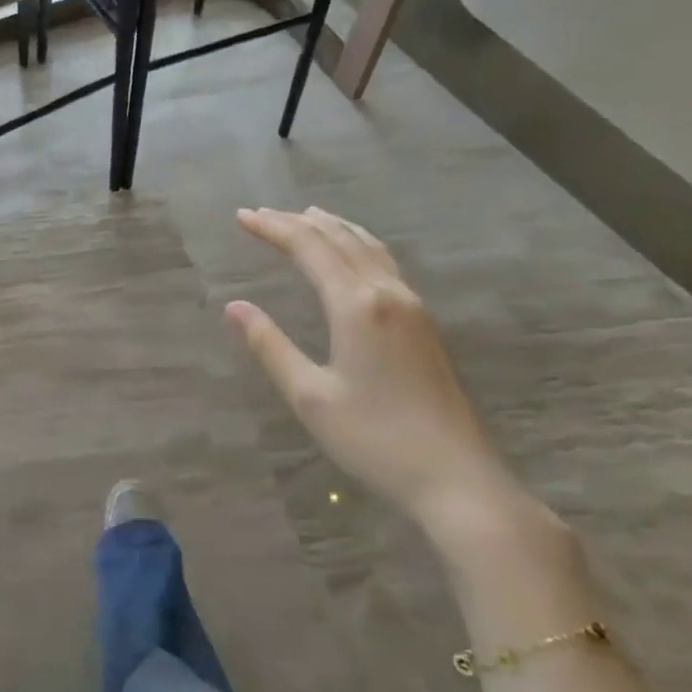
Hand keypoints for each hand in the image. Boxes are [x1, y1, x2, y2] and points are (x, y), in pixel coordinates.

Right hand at [225, 206, 509, 525]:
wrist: (457, 478)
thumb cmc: (374, 439)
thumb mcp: (309, 396)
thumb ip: (270, 346)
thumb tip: (234, 307)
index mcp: (357, 305)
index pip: (309, 248)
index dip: (273, 229)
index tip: (241, 217)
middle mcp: (387, 293)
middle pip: (340, 239)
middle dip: (298, 222)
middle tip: (261, 214)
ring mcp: (413, 307)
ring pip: (368, 247)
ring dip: (333, 227)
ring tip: (307, 216)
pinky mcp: (424, 324)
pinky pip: (385, 264)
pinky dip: (358, 245)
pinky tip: (353, 255)